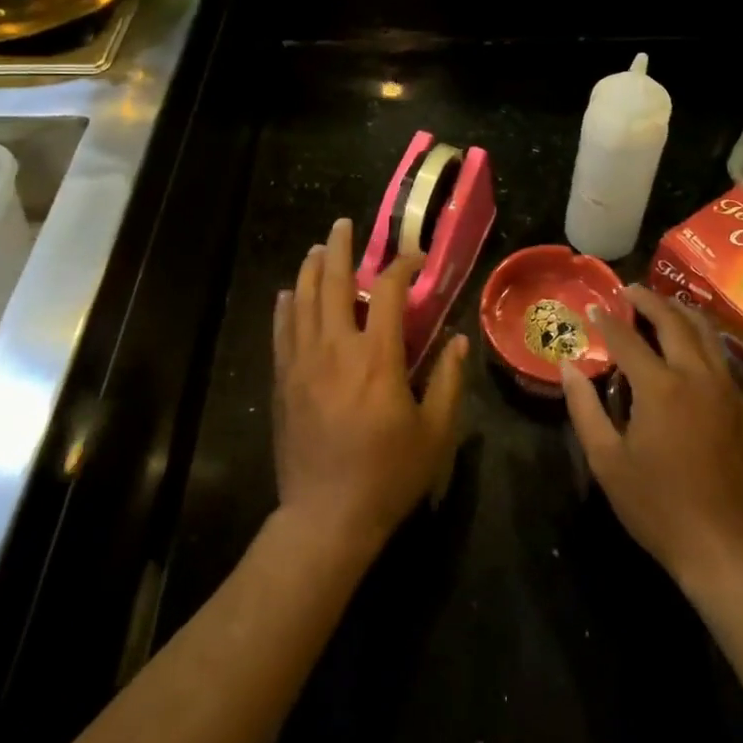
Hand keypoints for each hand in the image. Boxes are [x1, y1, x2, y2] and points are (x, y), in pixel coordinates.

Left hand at [271, 218, 468, 560]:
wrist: (326, 518)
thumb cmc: (388, 475)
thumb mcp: (435, 432)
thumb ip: (449, 380)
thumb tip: (460, 339)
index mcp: (377, 357)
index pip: (386, 291)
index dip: (401, 266)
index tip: (414, 258)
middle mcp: (336, 349)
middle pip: (332, 283)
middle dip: (340, 248)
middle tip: (344, 225)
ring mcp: (303, 363)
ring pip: (302, 300)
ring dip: (310, 269)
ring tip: (317, 249)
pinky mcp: (283, 382)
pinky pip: (282, 331)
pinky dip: (286, 306)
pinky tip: (288, 293)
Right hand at [561, 286, 742, 594]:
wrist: (729, 548)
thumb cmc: (658, 507)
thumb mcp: (607, 461)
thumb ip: (584, 407)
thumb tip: (567, 366)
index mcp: (660, 387)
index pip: (627, 339)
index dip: (608, 320)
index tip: (595, 306)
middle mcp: (697, 376)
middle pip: (674, 322)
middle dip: (650, 300)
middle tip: (632, 289)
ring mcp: (729, 391)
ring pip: (707, 334)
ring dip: (682, 313)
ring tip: (665, 304)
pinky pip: (723, 360)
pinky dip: (704, 342)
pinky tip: (694, 350)